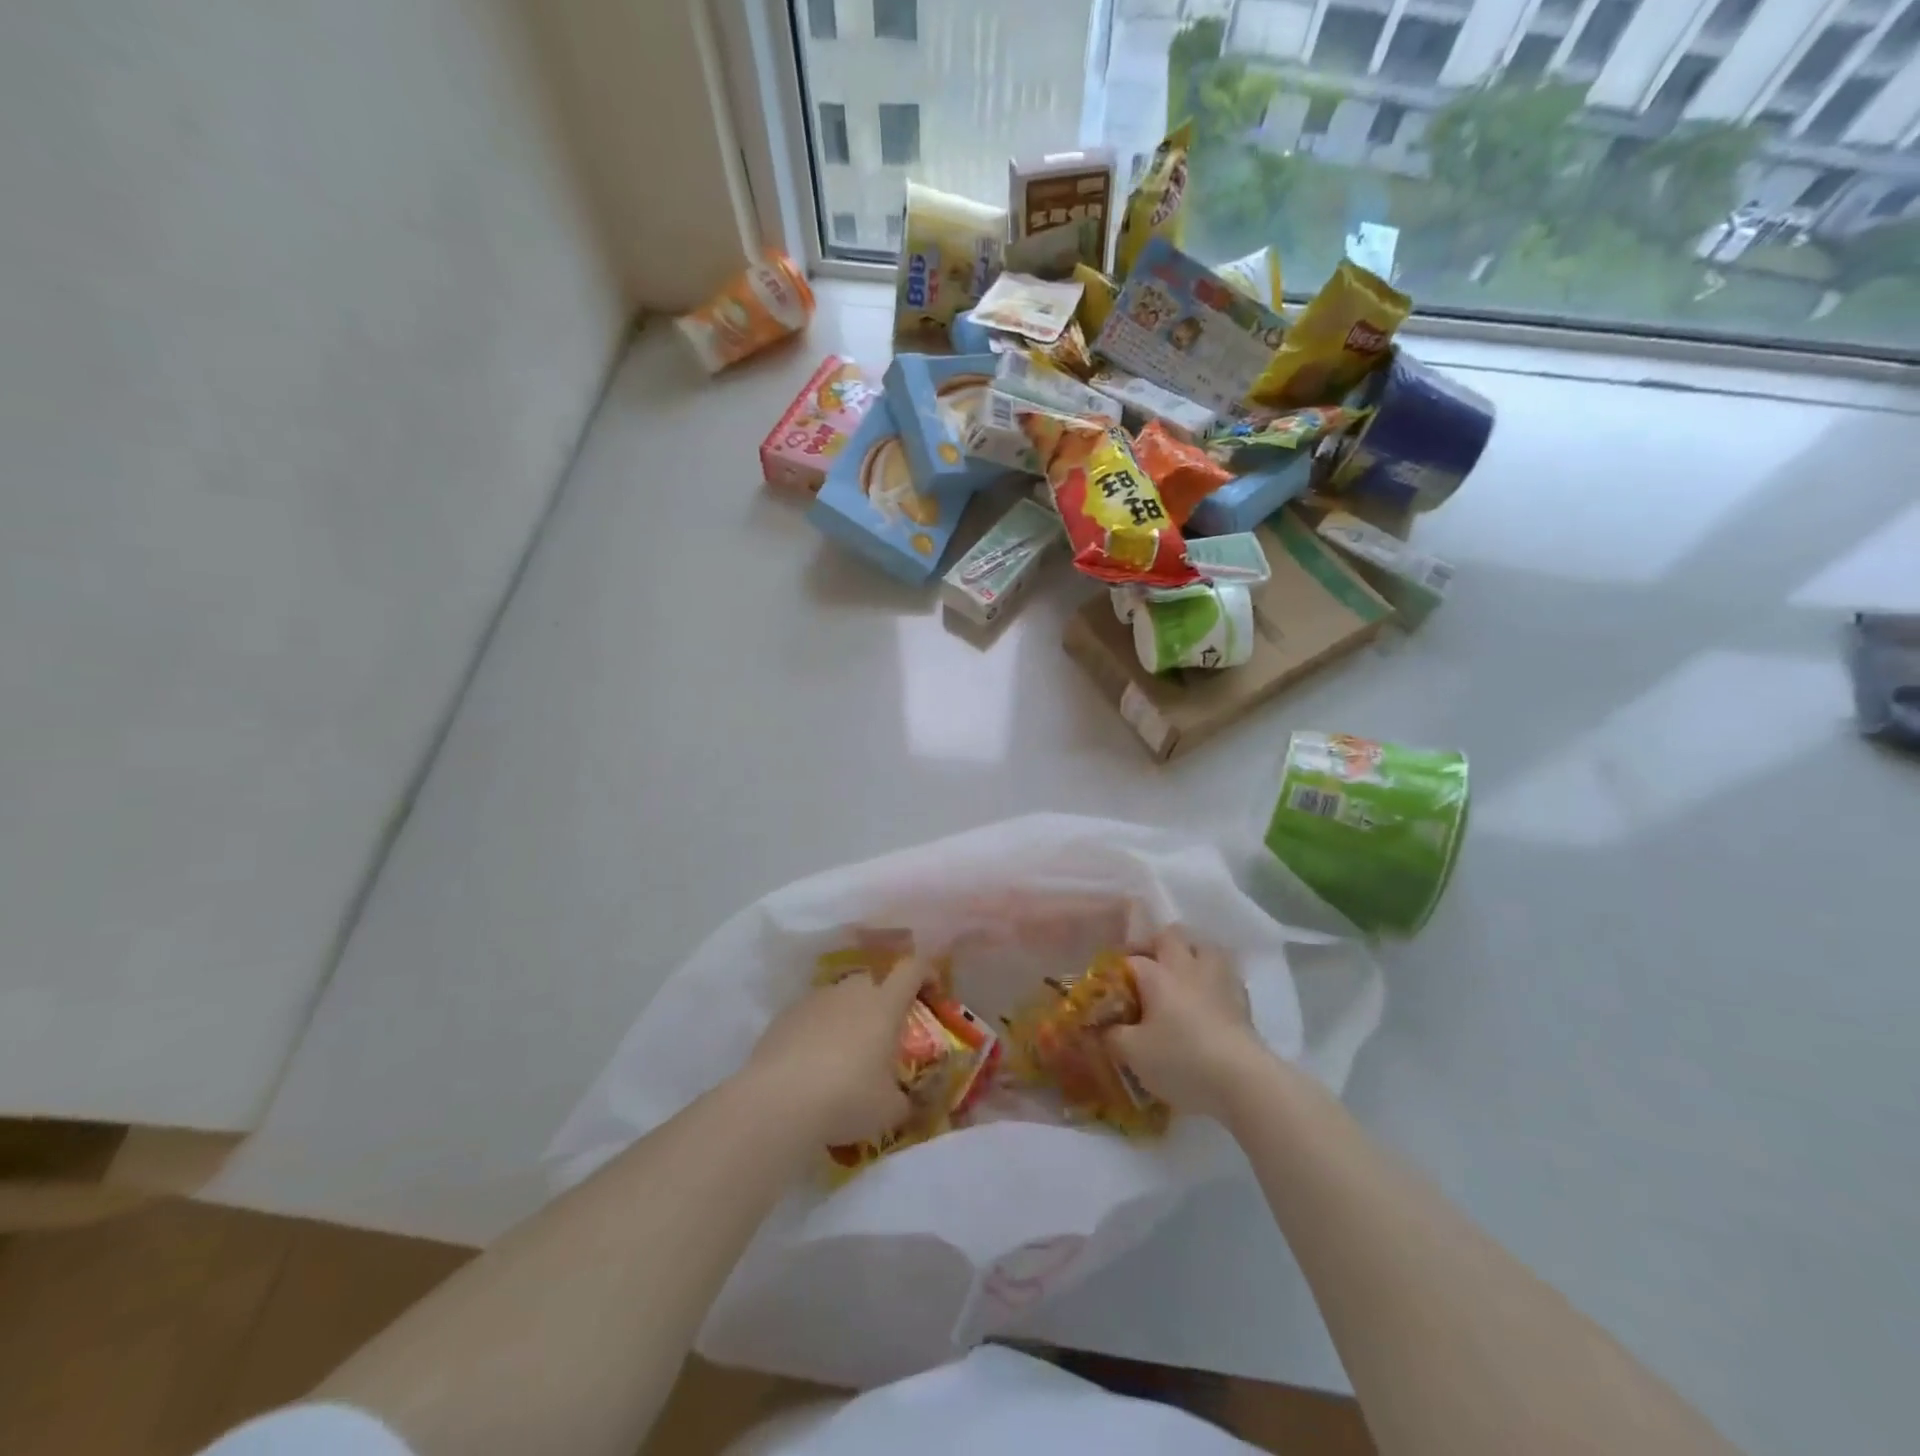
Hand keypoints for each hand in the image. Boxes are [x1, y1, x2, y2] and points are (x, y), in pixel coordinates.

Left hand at [744, 959, 929, 1147]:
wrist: (777, 1101)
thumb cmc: (846, 1098)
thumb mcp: (889, 1110)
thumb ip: (906, 1102)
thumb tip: (909, 1104)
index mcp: (884, 1004)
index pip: (913, 968)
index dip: (927, 973)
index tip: (932, 992)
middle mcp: (852, 991)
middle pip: (875, 981)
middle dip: (884, 1001)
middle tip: (885, 1035)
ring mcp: (816, 999)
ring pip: (842, 998)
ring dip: (850, 1016)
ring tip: (846, 1054)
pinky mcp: (786, 1015)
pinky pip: (813, 1014)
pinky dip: (819, 1030)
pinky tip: (813, 1063)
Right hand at [1104, 926, 1267, 1120]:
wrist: (1242, 1080)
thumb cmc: (1181, 1060)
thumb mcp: (1133, 1053)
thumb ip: (1111, 1035)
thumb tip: (1101, 1027)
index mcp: (1157, 974)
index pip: (1130, 960)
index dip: (1116, 972)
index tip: (1109, 990)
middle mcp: (1186, 966)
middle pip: (1170, 936)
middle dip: (1153, 945)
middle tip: (1144, 968)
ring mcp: (1218, 978)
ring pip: (1203, 945)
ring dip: (1189, 952)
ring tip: (1179, 973)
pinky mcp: (1242, 998)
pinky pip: (1224, 972)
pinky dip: (1212, 977)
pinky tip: (1207, 995)